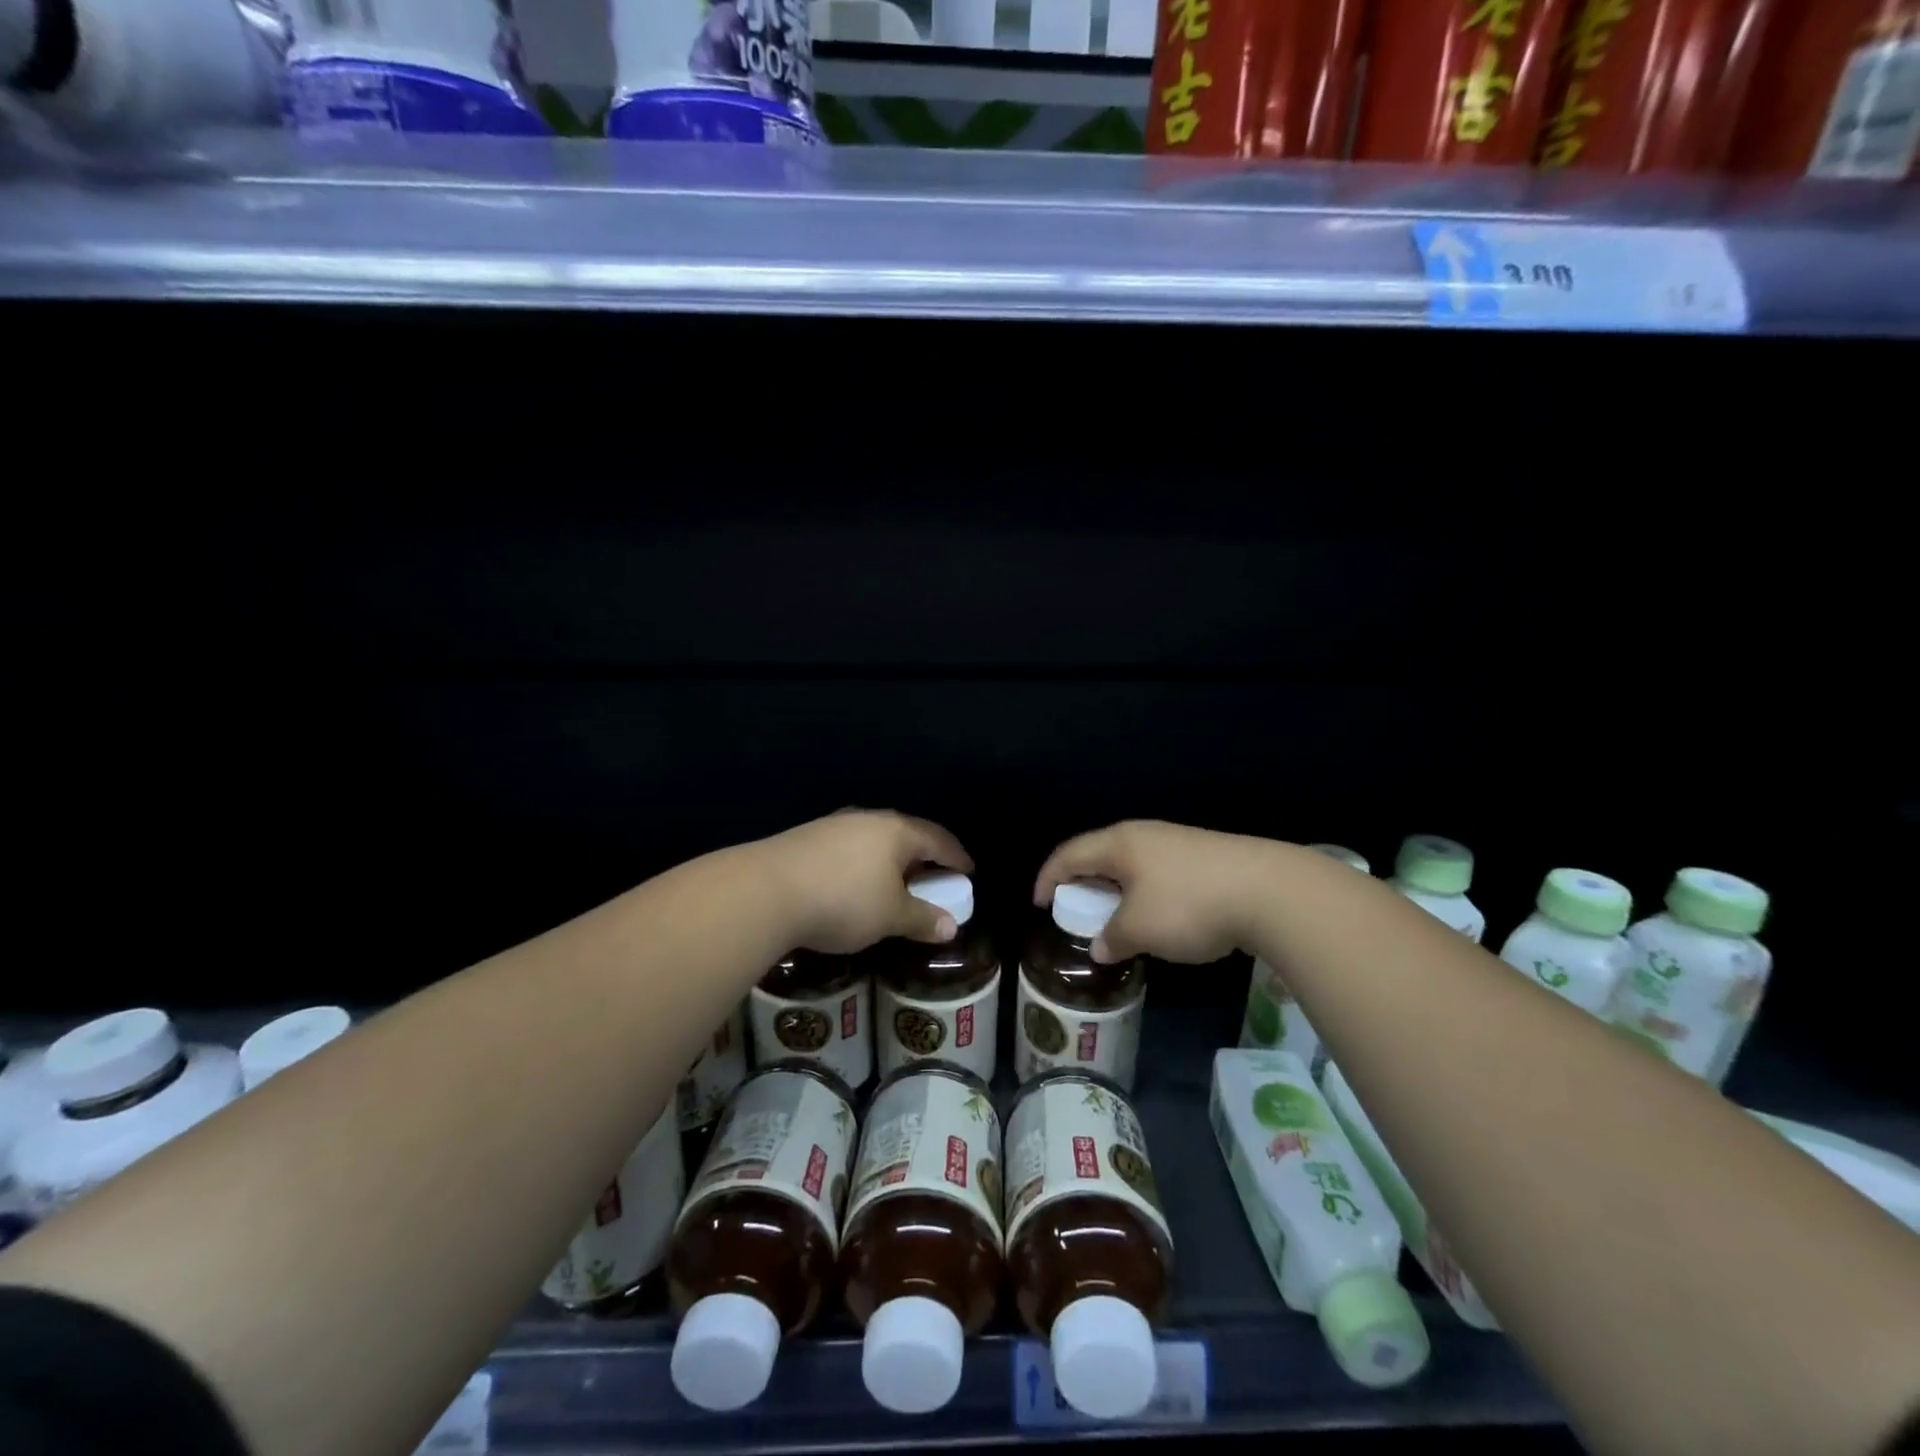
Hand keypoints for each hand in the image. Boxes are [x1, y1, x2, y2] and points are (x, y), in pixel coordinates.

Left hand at [755, 810, 973, 954]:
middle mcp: (868, 819)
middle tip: (933, 879)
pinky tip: (853, 885)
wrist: (765, 891)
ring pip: (873, 840)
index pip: (937, 839)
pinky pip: (848, 849)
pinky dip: (861, 865)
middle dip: (922, 857)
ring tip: (893, 884)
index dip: (956, 856)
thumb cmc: (844, 900)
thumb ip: (923, 919)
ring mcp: (833, 825)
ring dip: (889, 861)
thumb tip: (952, 927)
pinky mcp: (806, 838)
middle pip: (905, 835)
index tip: (968, 871)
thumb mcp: (891, 916)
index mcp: (896, 831)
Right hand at [1033, 820, 1285, 963]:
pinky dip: (1145, 893)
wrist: (1270, 891)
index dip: (1048, 878)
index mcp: (1119, 843)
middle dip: (1082, 883)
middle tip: (1074, 910)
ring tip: (1115, 917)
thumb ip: (1112, 937)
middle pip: (1100, 854)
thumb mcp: (1140, 929)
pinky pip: (1159, 872)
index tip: (1038, 903)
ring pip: (1132, 864)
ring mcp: (1178, 842)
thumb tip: (1100, 946)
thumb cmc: (1188, 905)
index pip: (1069, 854)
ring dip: (1116, 890)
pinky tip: (1159, 916)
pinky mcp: (1206, 856)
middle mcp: (1145, 835)